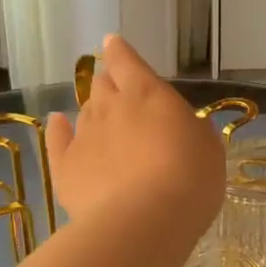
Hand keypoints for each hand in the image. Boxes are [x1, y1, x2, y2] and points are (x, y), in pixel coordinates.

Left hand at [45, 35, 224, 233]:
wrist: (147, 221)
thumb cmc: (190, 179)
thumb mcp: (208, 148)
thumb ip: (191, 129)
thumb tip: (180, 127)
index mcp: (146, 93)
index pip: (126, 61)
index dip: (120, 52)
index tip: (113, 45)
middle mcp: (110, 106)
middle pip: (102, 86)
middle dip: (109, 86)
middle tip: (120, 97)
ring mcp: (84, 135)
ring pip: (84, 112)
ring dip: (94, 113)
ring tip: (103, 124)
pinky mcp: (65, 166)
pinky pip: (57, 139)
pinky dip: (58, 128)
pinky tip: (57, 123)